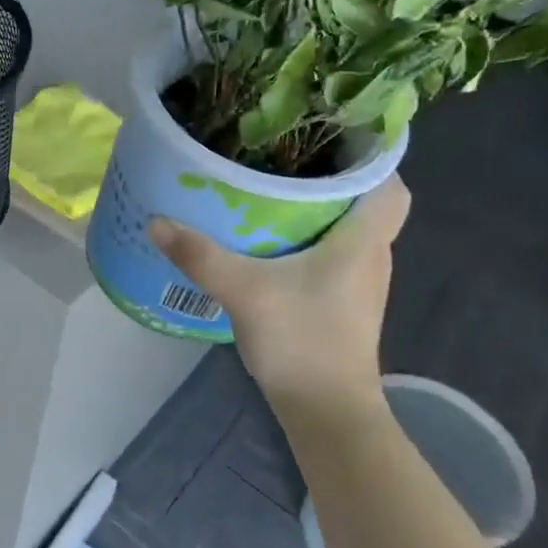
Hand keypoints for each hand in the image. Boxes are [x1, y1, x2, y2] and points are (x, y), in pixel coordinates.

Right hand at [149, 177, 410, 410]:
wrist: (327, 412)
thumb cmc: (302, 341)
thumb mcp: (244, 291)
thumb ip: (200, 255)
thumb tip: (157, 220)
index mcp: (363, 240)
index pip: (390, 182)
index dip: (371, 154)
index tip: (331, 135)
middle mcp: (372, 254)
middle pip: (365, 200)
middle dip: (332, 175)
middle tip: (286, 155)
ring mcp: (361, 282)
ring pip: (349, 228)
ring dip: (319, 208)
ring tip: (274, 188)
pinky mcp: (345, 302)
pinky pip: (335, 253)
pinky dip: (311, 238)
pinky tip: (272, 241)